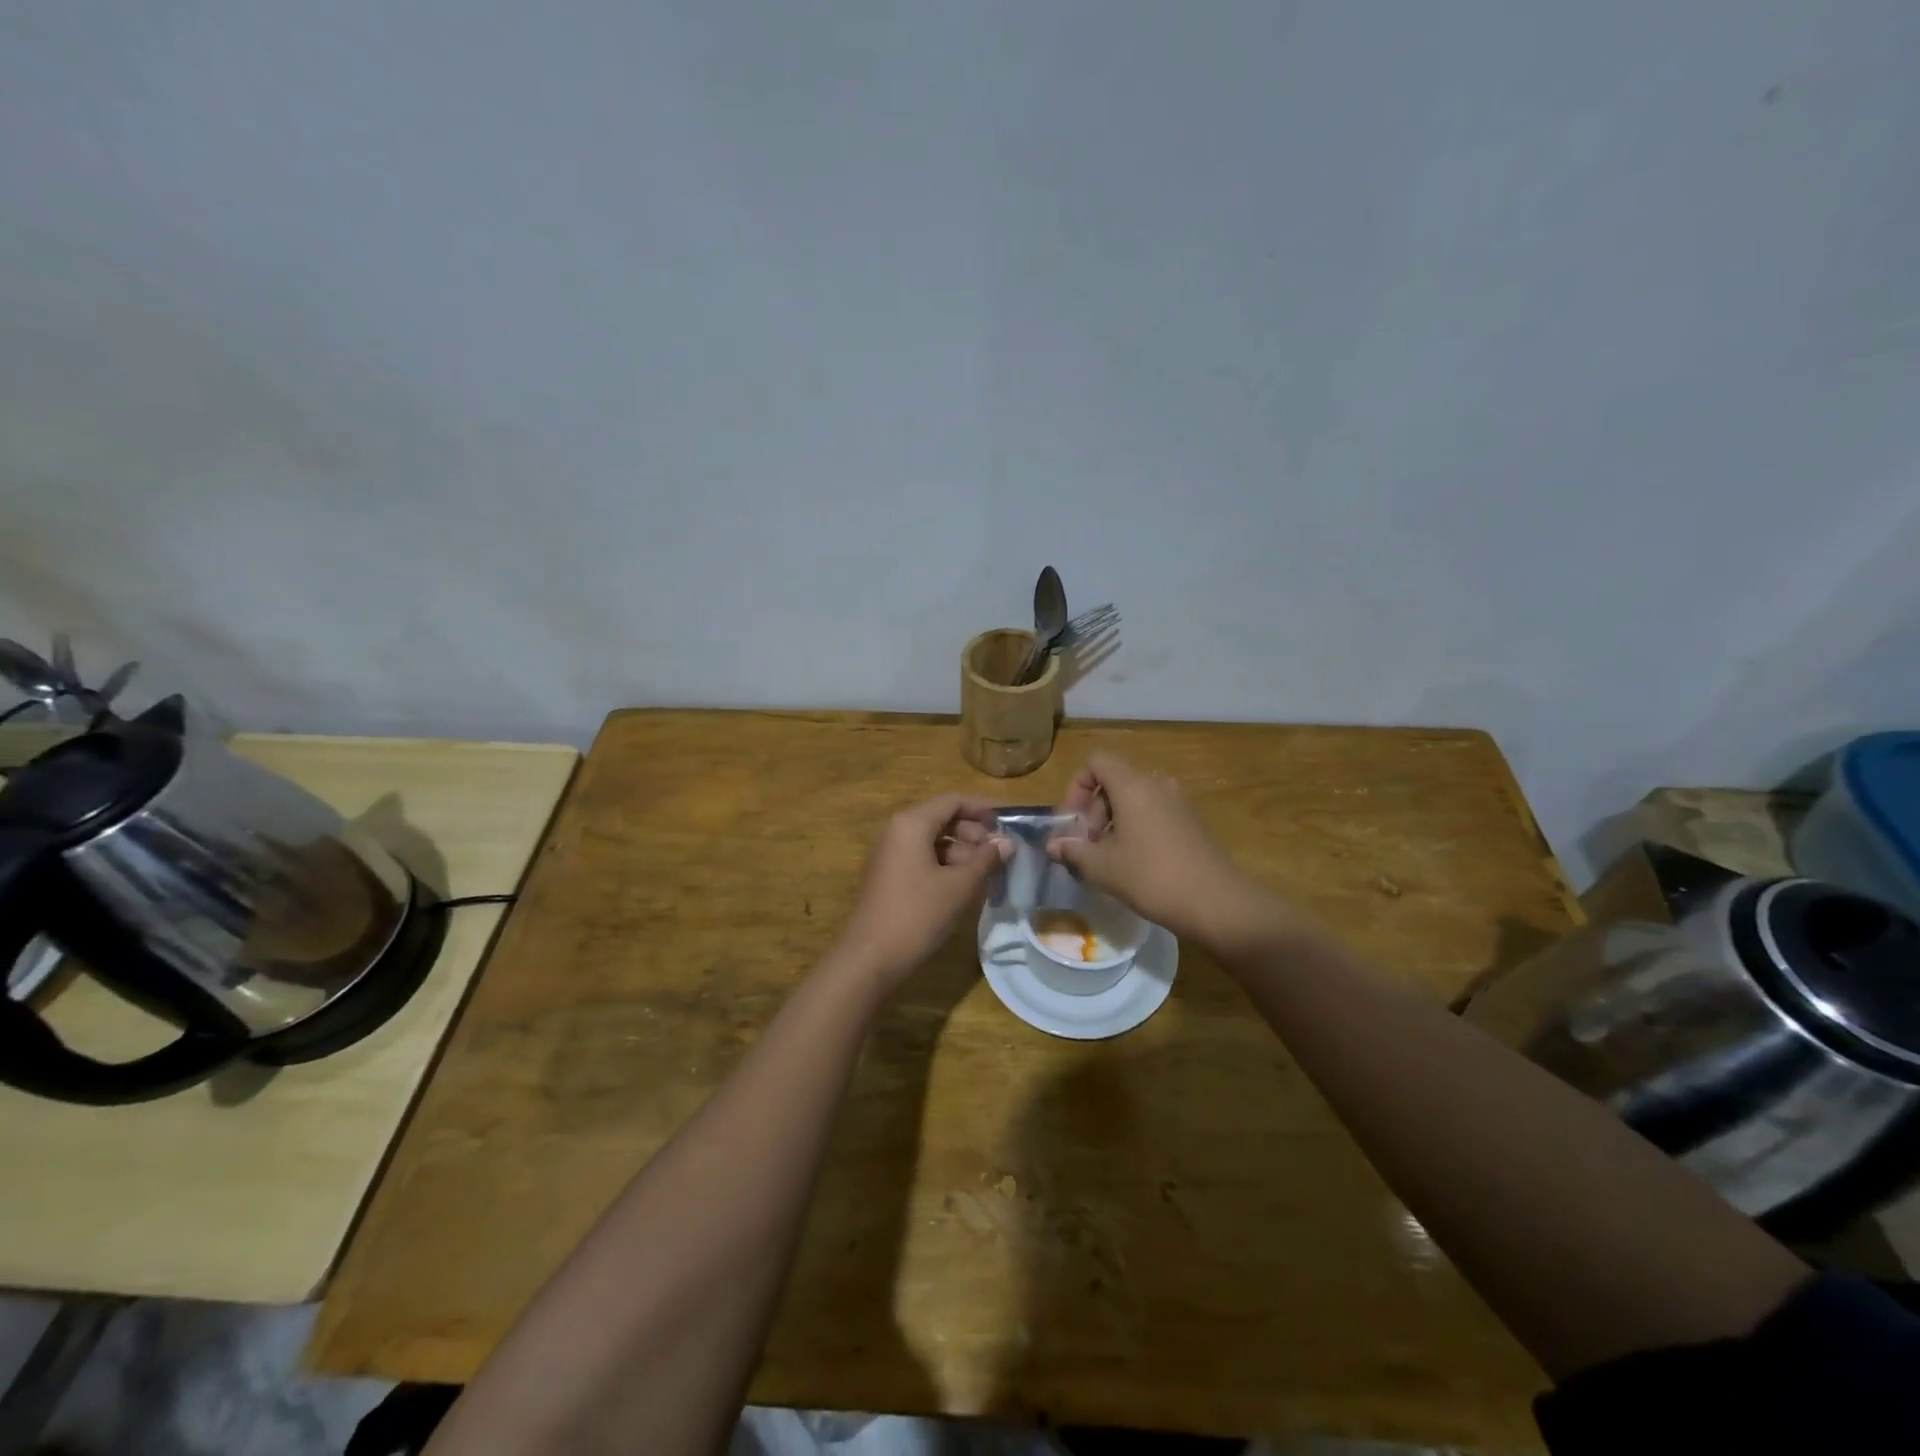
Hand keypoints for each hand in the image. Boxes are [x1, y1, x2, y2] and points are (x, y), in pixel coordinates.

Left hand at [834, 793, 1007, 991]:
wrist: (870, 958)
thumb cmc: (917, 914)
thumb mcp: (959, 886)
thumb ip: (985, 860)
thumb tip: (1007, 843)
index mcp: (911, 824)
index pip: (952, 801)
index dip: (982, 809)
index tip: (1007, 824)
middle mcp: (897, 831)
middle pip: (942, 818)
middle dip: (973, 833)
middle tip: (998, 855)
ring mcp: (889, 854)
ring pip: (932, 840)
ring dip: (961, 852)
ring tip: (985, 874)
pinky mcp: (888, 875)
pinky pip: (921, 858)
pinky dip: (944, 865)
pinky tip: (963, 886)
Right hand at [1048, 753, 1277, 951]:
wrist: (1216, 903)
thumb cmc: (1150, 876)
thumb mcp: (1102, 867)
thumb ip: (1073, 850)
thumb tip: (1053, 845)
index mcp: (1133, 785)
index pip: (1096, 761)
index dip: (1077, 786)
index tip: (1073, 822)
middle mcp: (1157, 784)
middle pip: (1114, 782)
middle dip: (1093, 812)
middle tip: (1088, 848)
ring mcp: (1179, 802)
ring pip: (1134, 800)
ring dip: (1114, 823)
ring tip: (1108, 860)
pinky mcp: (1192, 823)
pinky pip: (1154, 814)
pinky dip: (1137, 830)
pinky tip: (1135, 865)